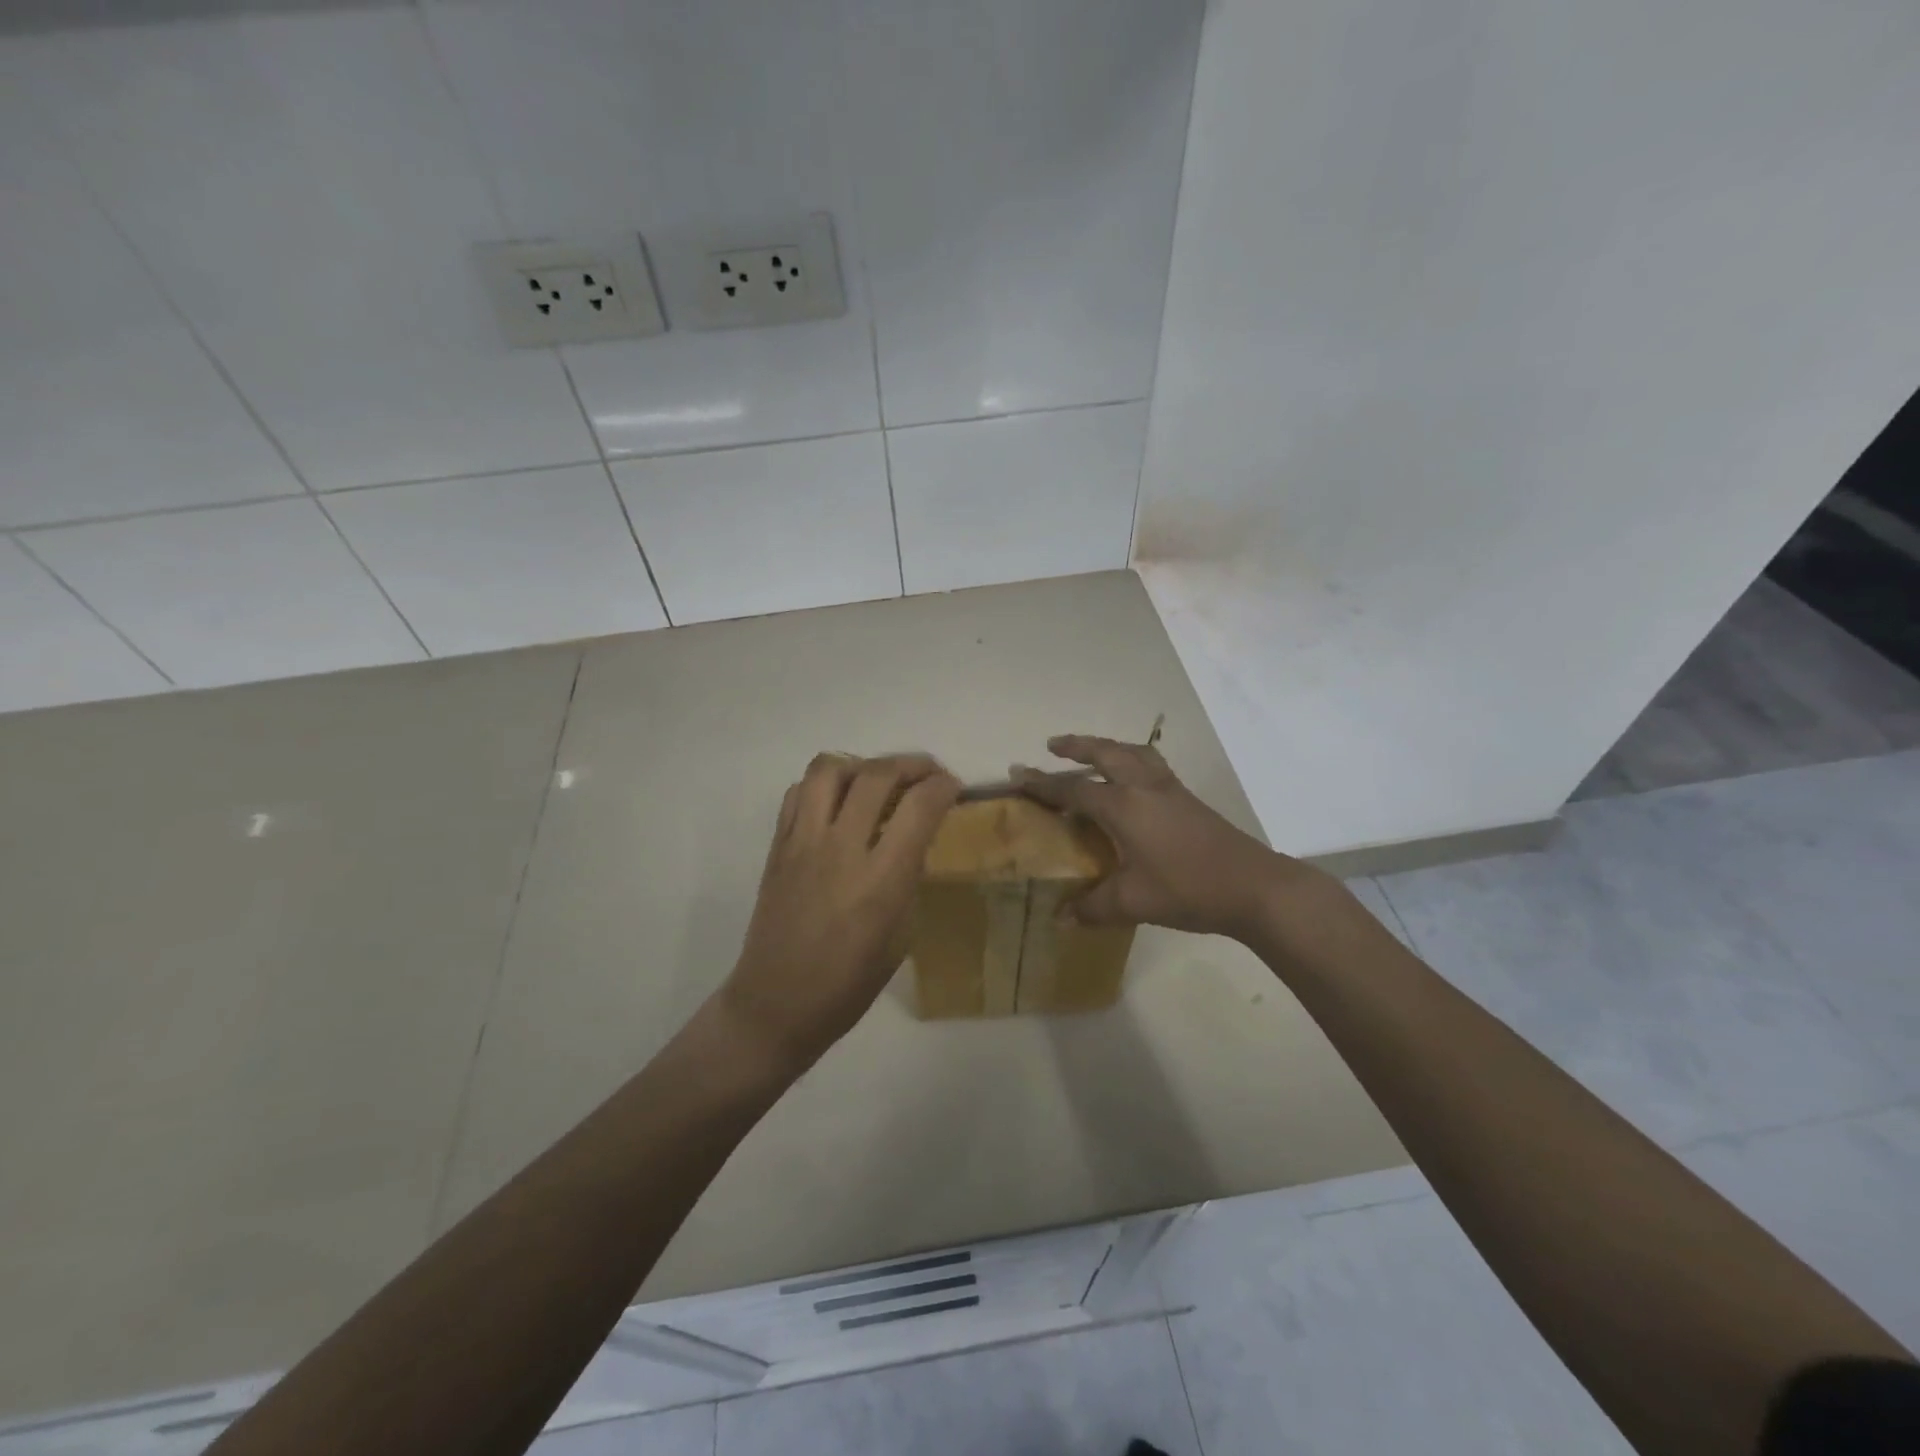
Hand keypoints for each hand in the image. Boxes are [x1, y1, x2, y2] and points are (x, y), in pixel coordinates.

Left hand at [719, 753, 960, 1072]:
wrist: (776, 1005)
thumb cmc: (847, 985)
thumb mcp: (900, 938)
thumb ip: (908, 880)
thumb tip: (914, 841)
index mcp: (880, 880)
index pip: (919, 807)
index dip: (944, 786)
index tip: (954, 787)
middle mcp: (841, 849)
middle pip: (877, 774)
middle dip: (912, 763)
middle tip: (927, 774)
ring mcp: (802, 843)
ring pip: (829, 768)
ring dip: (862, 764)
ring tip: (878, 780)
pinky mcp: (777, 846)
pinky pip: (798, 792)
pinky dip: (824, 784)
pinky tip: (839, 802)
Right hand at [1015, 734, 1320, 939]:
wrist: (1253, 886)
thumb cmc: (1187, 888)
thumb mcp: (1134, 902)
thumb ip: (1093, 908)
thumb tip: (1059, 920)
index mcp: (1124, 806)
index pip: (1074, 789)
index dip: (1043, 784)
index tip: (1018, 775)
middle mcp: (1144, 787)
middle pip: (1105, 753)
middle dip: (1077, 746)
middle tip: (1053, 744)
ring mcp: (1169, 789)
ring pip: (1132, 752)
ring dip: (1107, 747)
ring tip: (1092, 751)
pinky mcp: (1187, 798)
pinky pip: (1151, 764)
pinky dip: (1132, 758)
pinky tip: (1132, 779)